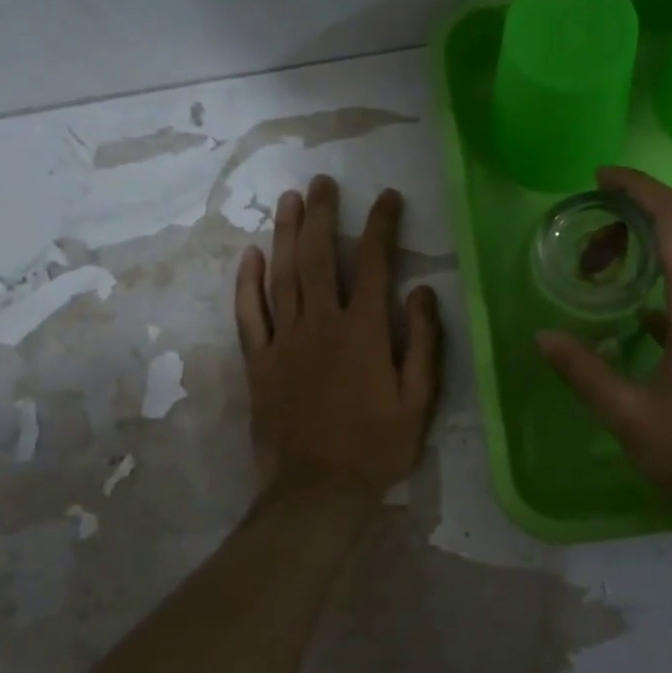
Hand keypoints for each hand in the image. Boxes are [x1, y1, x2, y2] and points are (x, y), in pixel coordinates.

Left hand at [236, 175, 441, 500]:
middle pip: (320, 256)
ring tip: (290, 199)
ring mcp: (284, 341)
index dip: (382, 226)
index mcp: (364, 331)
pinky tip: (252, 254)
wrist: (317, 491)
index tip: (388, 197)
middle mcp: (321, 323)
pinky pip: (249, 314)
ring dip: (287, 233)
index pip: (374, 263)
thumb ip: (423, 342)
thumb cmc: (376, 447)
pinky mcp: (258, 361)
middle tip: (324, 182)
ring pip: (283, 274)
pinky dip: (248, 282)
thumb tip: (423, 290)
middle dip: (324, 215)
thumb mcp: (418, 401)